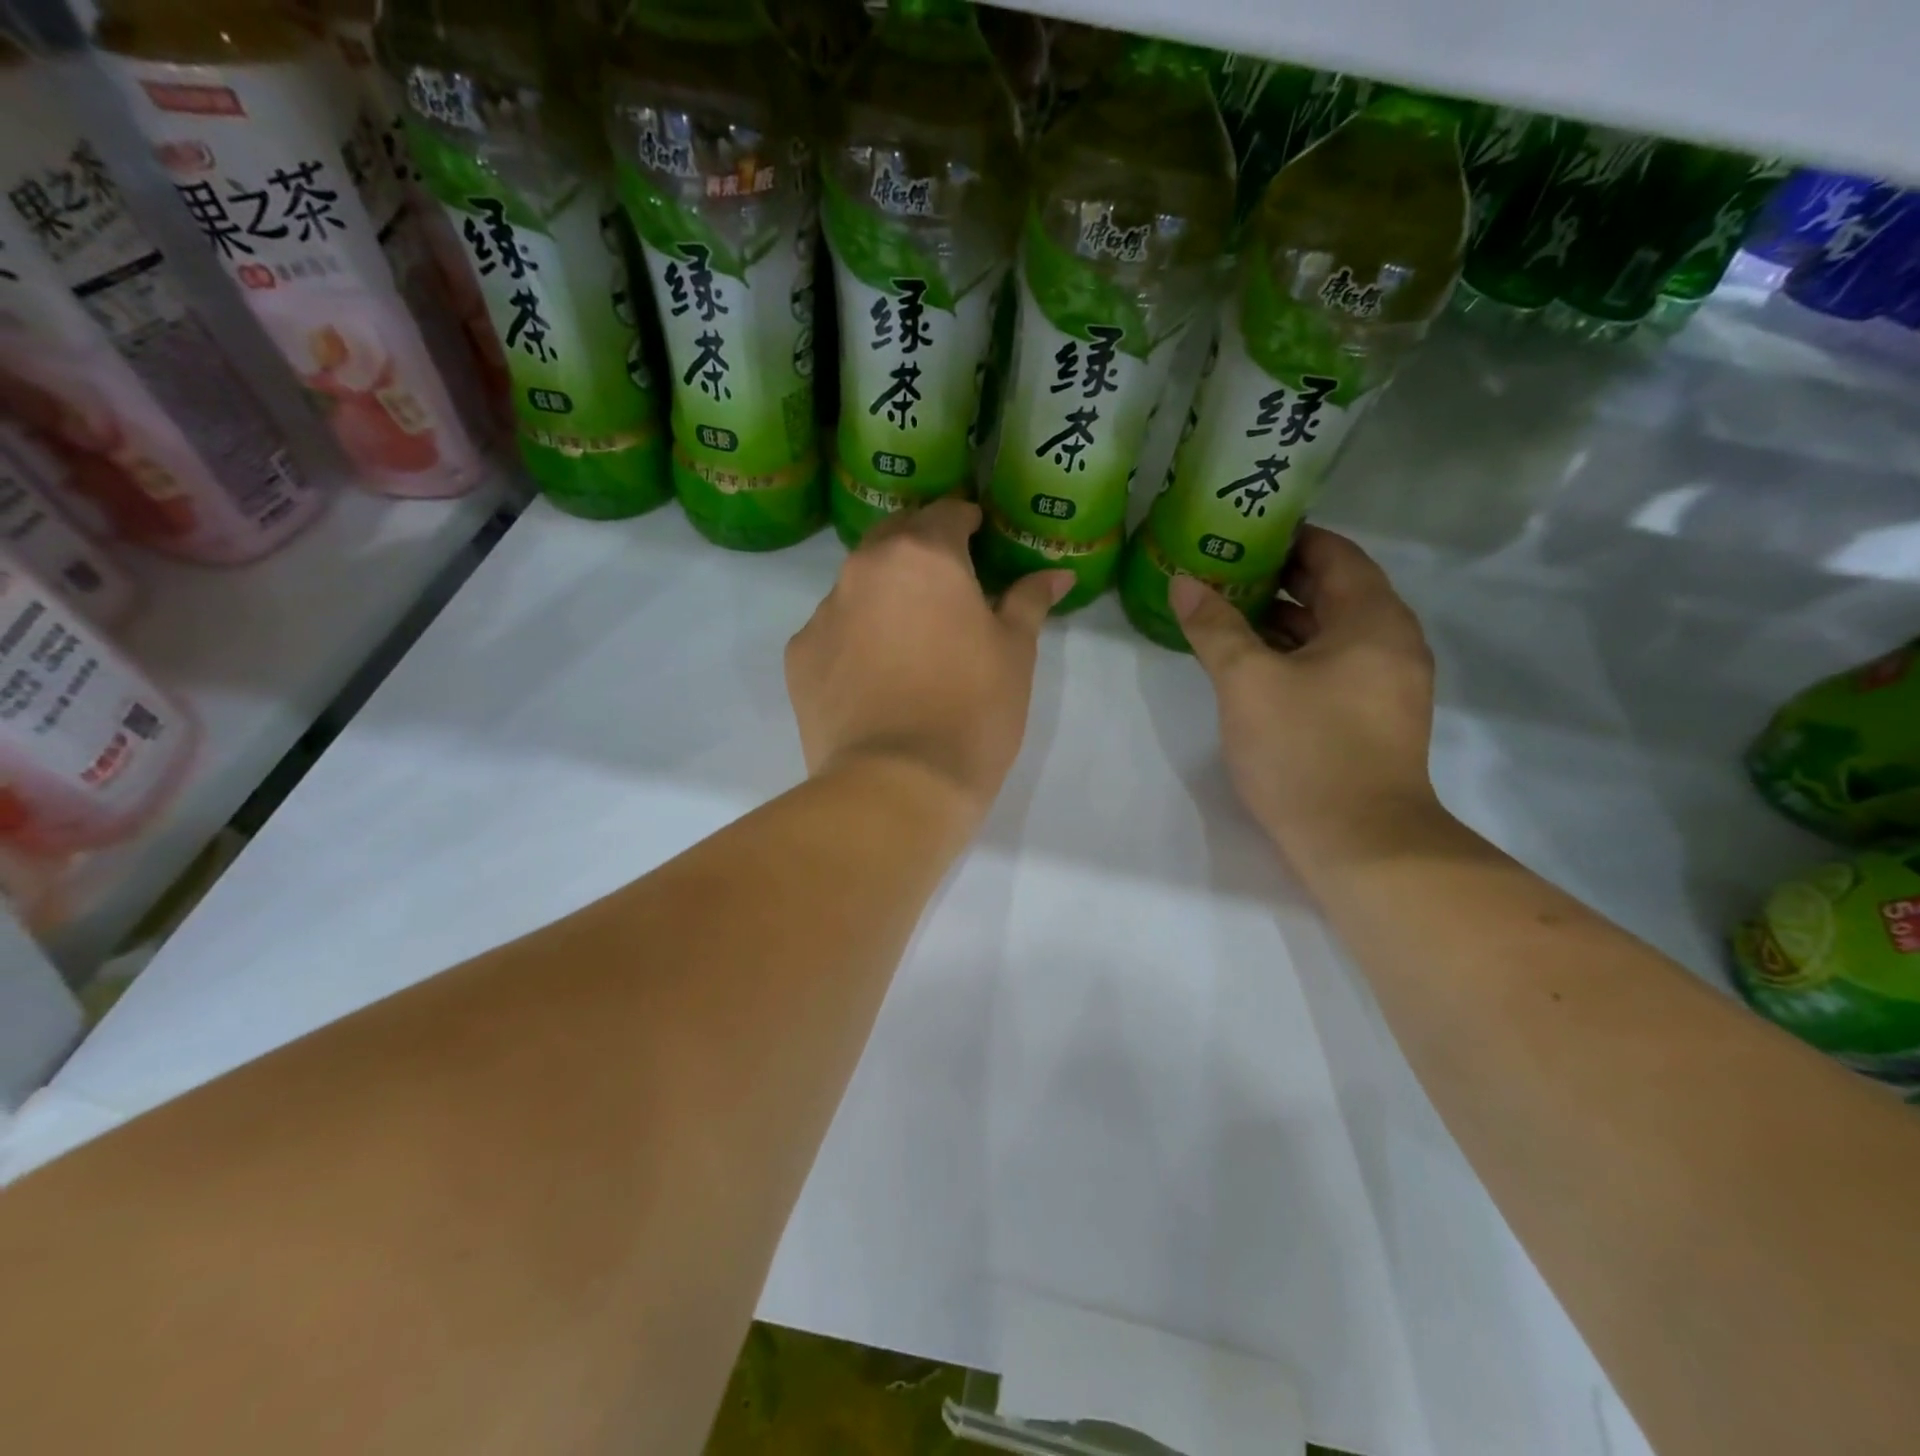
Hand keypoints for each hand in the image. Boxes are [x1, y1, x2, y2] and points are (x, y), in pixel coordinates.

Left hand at [786, 498, 1072, 822]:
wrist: (897, 784)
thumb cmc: (973, 710)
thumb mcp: (1016, 653)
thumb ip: (1029, 601)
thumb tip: (1056, 574)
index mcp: (923, 555)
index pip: (945, 513)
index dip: (966, 521)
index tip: (980, 538)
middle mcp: (864, 568)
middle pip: (894, 537)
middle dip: (921, 547)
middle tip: (947, 582)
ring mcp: (823, 612)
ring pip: (858, 584)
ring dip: (885, 593)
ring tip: (909, 636)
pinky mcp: (799, 656)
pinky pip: (832, 630)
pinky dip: (854, 637)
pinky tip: (873, 675)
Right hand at [1170, 525, 1448, 871]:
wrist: (1360, 842)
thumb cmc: (1305, 749)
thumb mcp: (1247, 681)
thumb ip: (1215, 627)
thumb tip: (1183, 582)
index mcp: (1373, 620)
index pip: (1335, 554)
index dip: (1289, 538)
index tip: (1241, 533)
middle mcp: (1391, 642)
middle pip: (1336, 590)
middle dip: (1280, 576)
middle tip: (1223, 568)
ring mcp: (1386, 683)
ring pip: (1333, 631)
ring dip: (1284, 617)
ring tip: (1227, 610)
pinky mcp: (1373, 717)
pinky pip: (1334, 664)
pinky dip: (1296, 652)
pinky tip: (1253, 661)